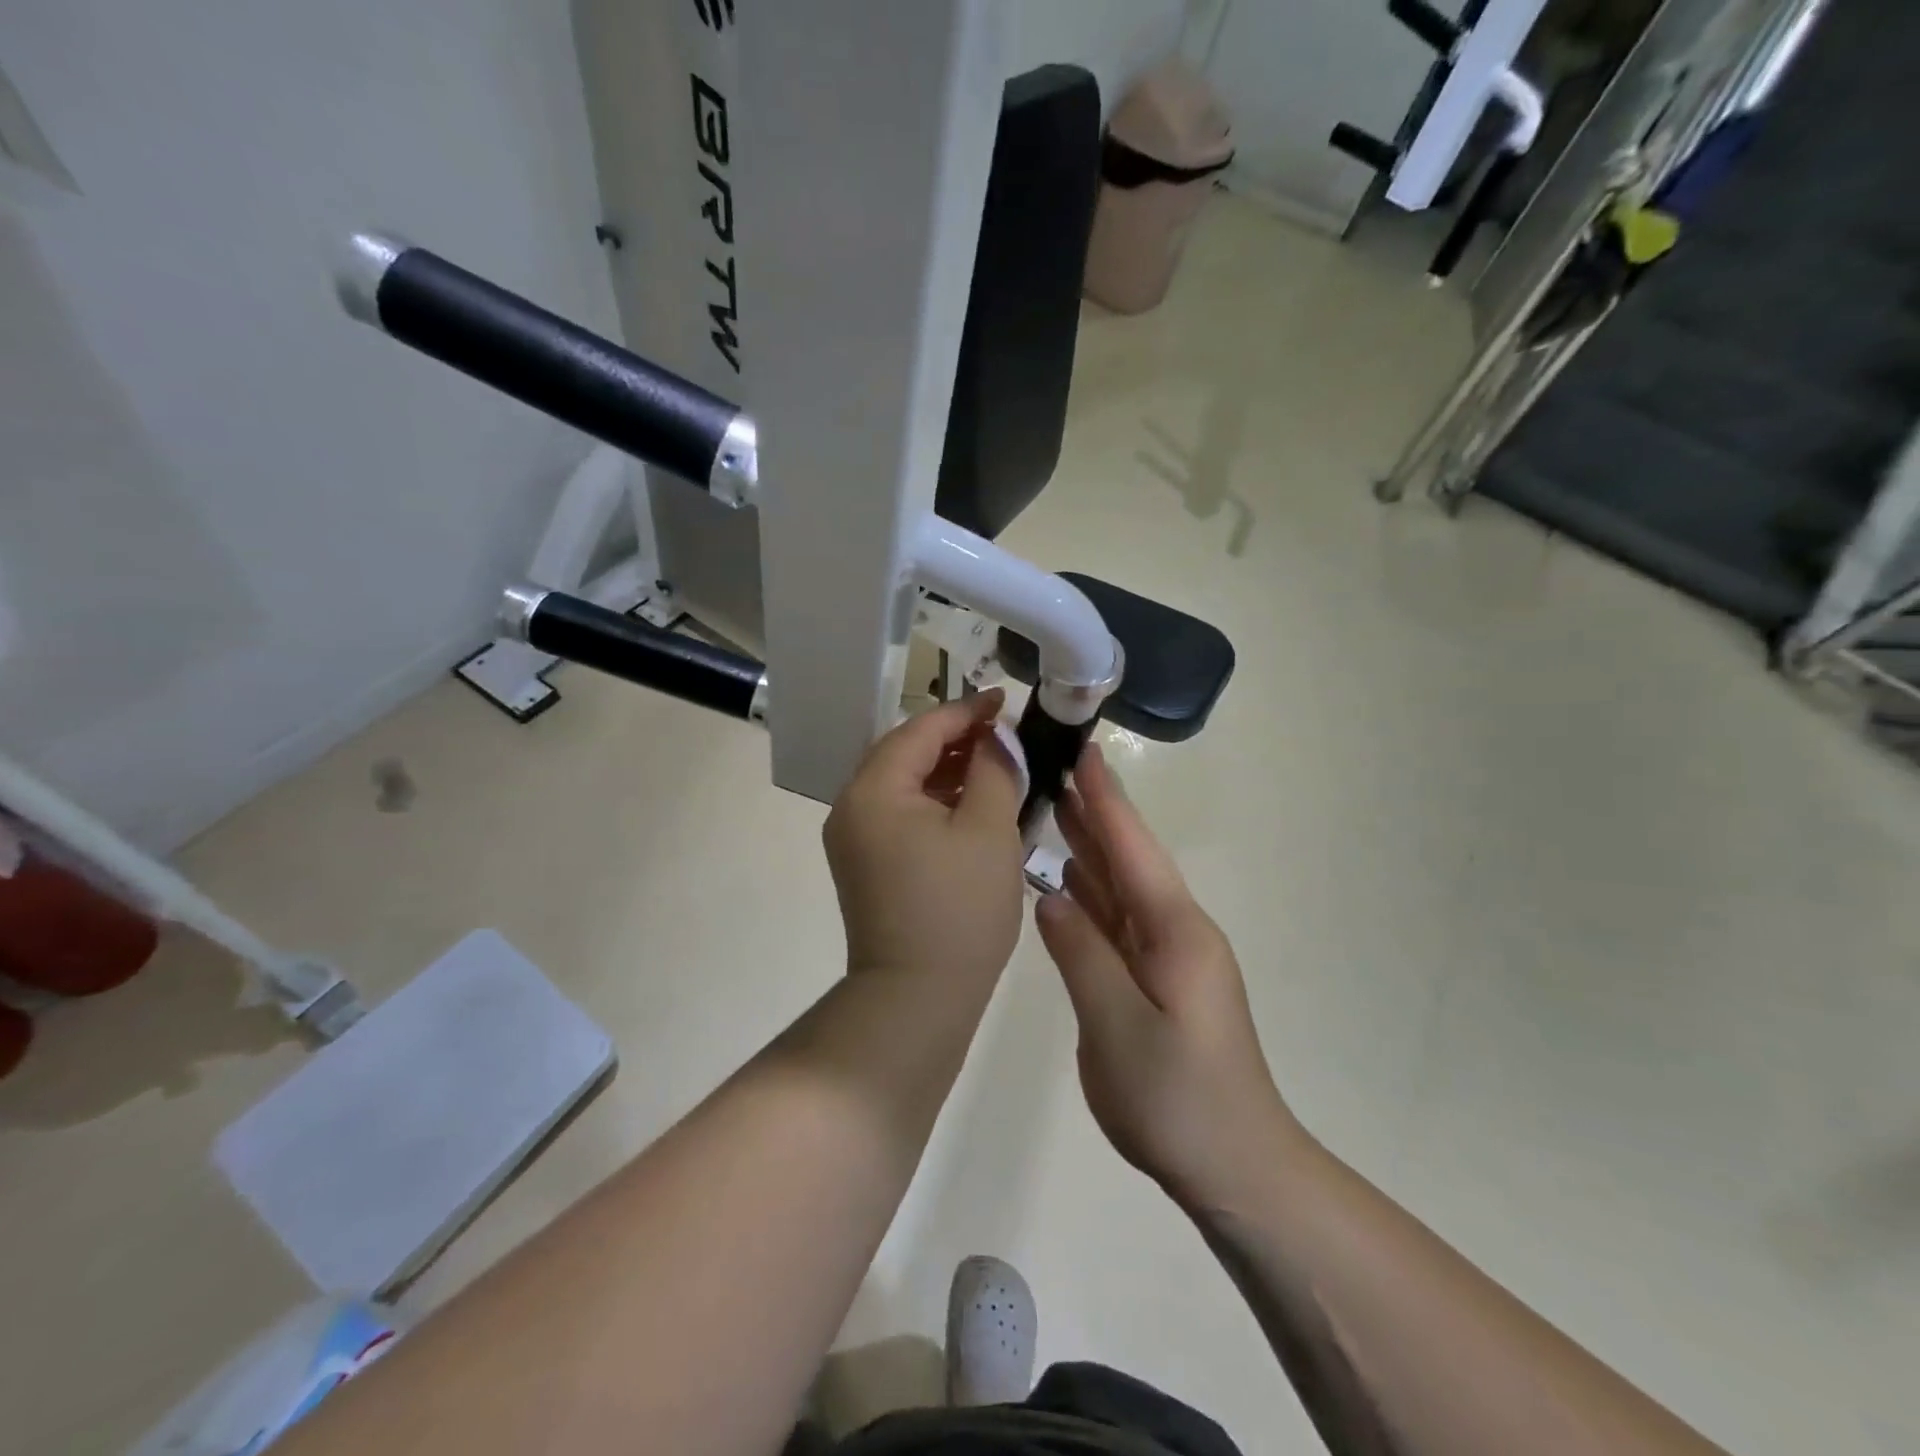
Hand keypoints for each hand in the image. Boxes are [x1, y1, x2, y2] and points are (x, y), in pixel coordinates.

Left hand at [824, 690, 1026, 986]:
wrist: (915, 998)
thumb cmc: (959, 910)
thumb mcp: (989, 830)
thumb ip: (995, 769)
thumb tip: (996, 737)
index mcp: (874, 789)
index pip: (921, 728)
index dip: (967, 711)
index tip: (1006, 700)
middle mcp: (851, 805)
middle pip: (905, 752)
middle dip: (955, 738)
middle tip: (1004, 735)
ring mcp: (852, 836)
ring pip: (902, 783)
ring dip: (945, 769)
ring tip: (994, 766)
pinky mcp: (863, 862)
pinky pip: (898, 812)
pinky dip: (933, 801)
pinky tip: (969, 804)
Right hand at [1036, 742, 1299, 1210]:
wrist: (1236, 1167)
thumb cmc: (1177, 1099)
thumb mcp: (1118, 1026)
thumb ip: (1081, 954)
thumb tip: (1050, 896)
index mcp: (1174, 931)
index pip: (1132, 848)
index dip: (1106, 800)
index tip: (1083, 752)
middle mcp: (1174, 931)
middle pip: (1127, 859)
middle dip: (1093, 813)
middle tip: (1053, 770)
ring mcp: (1167, 957)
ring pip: (1120, 888)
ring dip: (1088, 849)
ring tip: (1051, 810)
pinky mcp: (1157, 981)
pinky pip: (1117, 922)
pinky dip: (1089, 895)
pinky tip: (1063, 883)